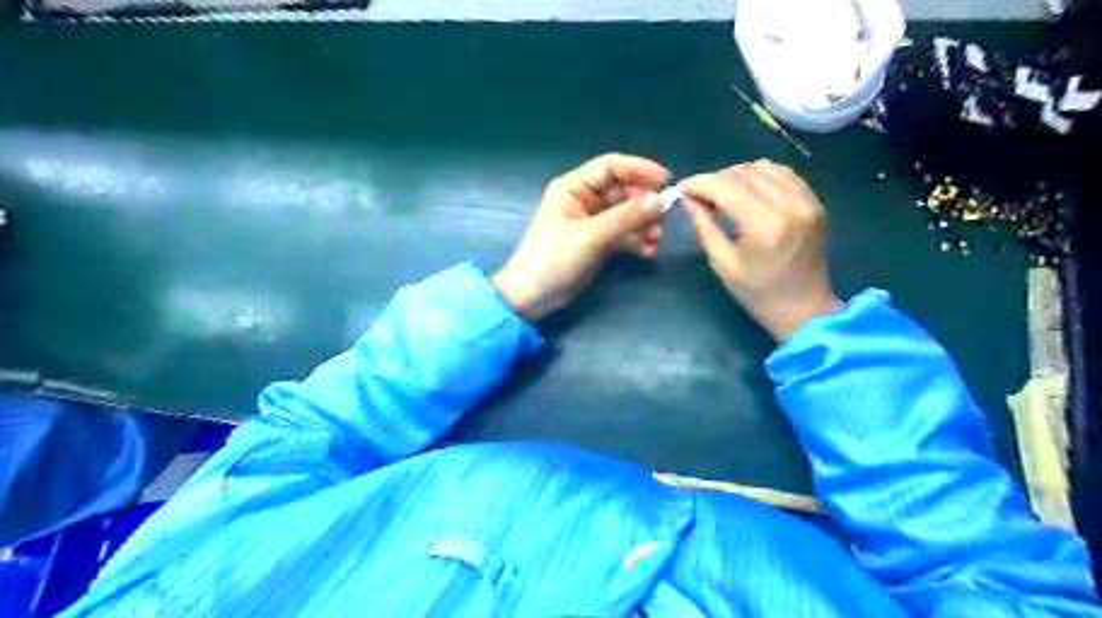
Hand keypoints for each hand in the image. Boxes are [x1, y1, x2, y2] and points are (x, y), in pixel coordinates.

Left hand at [493, 152, 667, 320]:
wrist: (533, 296)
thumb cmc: (553, 259)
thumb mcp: (589, 236)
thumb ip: (625, 218)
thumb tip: (660, 200)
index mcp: (573, 187)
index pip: (611, 167)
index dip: (638, 169)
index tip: (665, 181)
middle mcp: (584, 199)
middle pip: (622, 190)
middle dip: (644, 202)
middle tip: (662, 217)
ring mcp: (592, 222)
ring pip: (626, 213)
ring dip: (643, 223)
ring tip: (655, 238)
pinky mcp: (598, 242)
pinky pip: (623, 234)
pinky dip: (636, 240)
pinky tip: (647, 251)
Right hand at [681, 160, 846, 342]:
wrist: (804, 309)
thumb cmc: (757, 293)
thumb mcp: (722, 263)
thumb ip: (704, 226)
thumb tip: (689, 199)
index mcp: (766, 226)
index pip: (726, 187)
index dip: (700, 183)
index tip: (683, 189)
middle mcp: (790, 205)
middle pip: (745, 172)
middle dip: (717, 179)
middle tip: (702, 197)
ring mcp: (807, 201)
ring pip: (765, 167)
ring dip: (739, 175)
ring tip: (725, 194)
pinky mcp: (815, 202)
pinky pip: (784, 174)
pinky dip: (761, 177)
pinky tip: (749, 192)